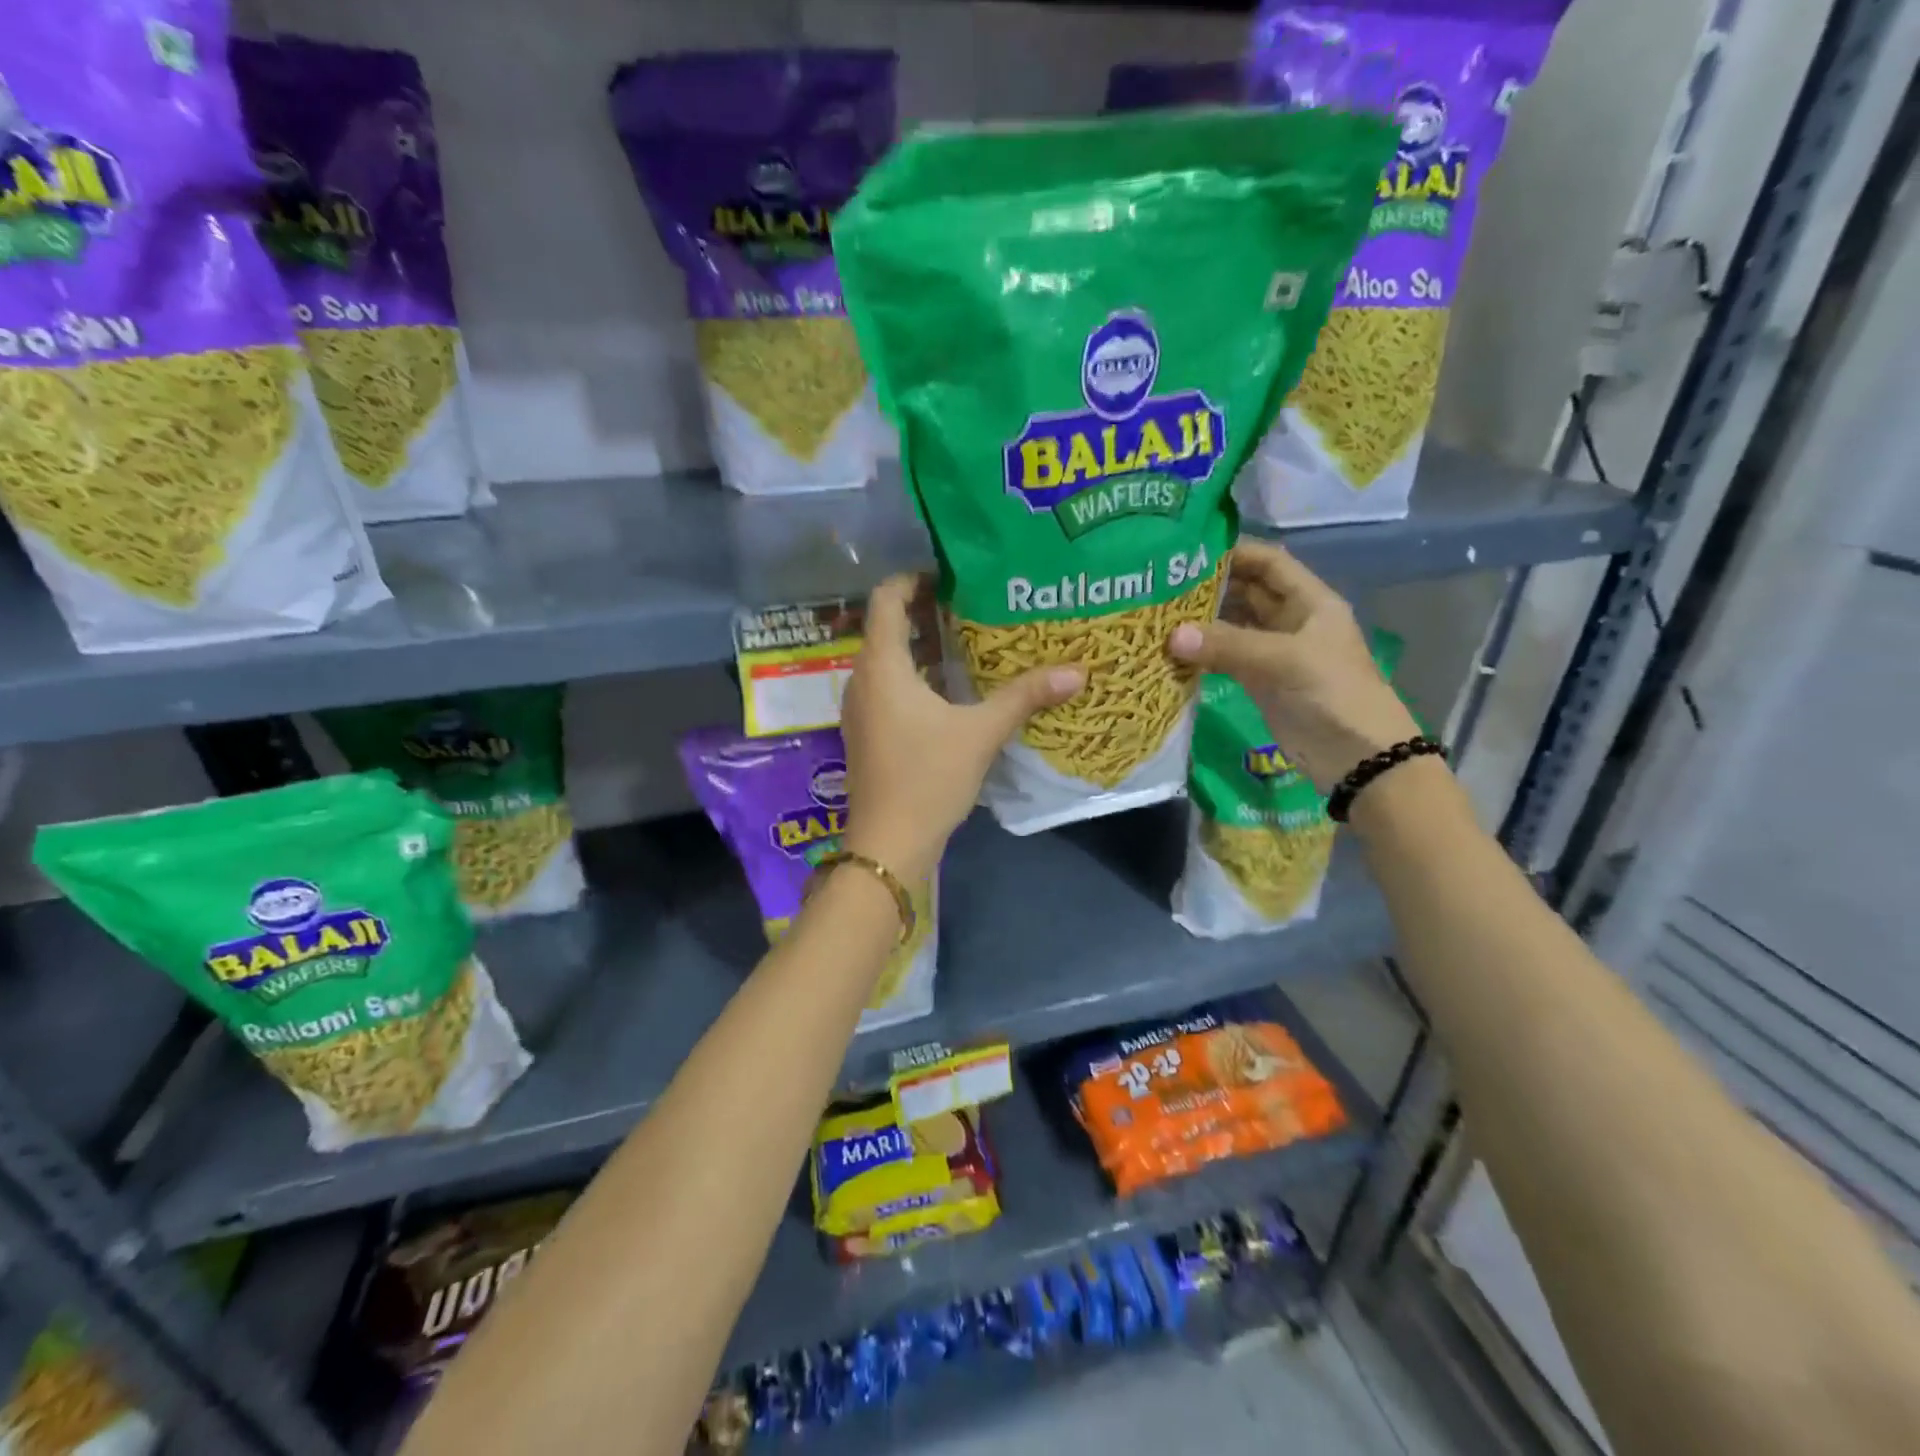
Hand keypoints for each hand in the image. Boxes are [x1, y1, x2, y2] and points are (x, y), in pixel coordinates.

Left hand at [840, 575, 1083, 881]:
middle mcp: (862, 680)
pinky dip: (914, 676)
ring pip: (887, 660)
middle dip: (925, 611)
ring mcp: (860, 708)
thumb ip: (1024, 697)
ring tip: (965, 640)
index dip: (913, 579)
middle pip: (887, 627)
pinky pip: (887, 687)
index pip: (886, 599)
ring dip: (921, 646)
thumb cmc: (928, 778)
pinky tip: (949, 689)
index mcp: (882, 666)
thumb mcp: (980, 733)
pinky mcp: (867, 732)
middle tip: (971, 604)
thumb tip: (1076, 671)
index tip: (950, 575)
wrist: (889, 843)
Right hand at [1168, 539, 1419, 793]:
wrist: (1356, 757)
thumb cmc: (1333, 694)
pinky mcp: (1259, 681)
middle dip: (1209, 586)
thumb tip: (1171, 636)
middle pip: (1246, 591)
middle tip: (1162, 583)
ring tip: (1159, 613)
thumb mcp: (1284, 661)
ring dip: (1201, 621)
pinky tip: (1172, 649)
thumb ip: (1228, 645)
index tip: (1189, 551)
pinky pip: (1226, 657)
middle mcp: (1291, 620)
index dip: (1235, 552)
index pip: (1269, 562)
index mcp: (1309, 601)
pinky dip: (1202, 653)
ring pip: (1232, 626)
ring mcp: (1274, 652)